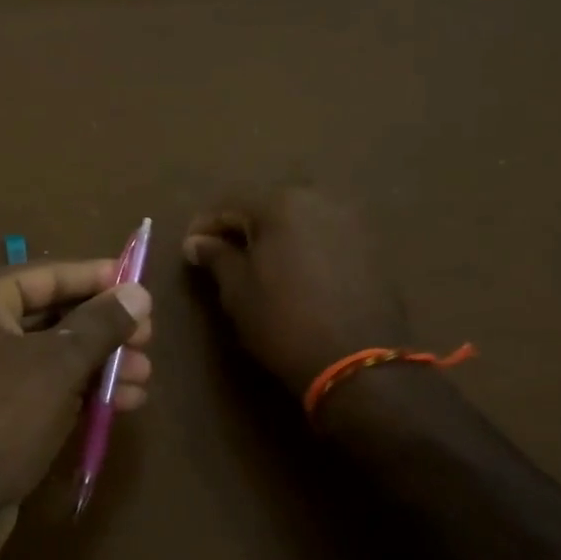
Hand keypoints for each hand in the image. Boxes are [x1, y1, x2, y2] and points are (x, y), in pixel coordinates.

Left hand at [0, 260, 151, 559]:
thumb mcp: (57, 366)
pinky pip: (37, 387)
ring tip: (145, 377)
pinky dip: (76, 391)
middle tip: (149, 339)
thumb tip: (139, 292)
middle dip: (103, 330)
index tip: (140, 283)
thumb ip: (101, 324)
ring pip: (48, 355)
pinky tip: (122, 404)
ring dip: (98, 365)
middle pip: (49, 314)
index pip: (45, 274)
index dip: (96, 278)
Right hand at [184, 187, 408, 397]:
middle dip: (244, 226)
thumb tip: (196, 242)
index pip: (229, 205)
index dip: (205, 226)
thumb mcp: (237, 292)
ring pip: (300, 219)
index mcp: (280, 204)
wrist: (358, 360)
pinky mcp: (371, 245)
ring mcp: (350, 220)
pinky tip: (297, 273)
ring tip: (261, 264)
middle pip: (268, 206)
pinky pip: (326, 236)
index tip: (189, 248)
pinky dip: (306, 247)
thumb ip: (216, 257)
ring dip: (277, 236)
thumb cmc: (283, 322)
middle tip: (224, 254)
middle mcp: (318, 199)